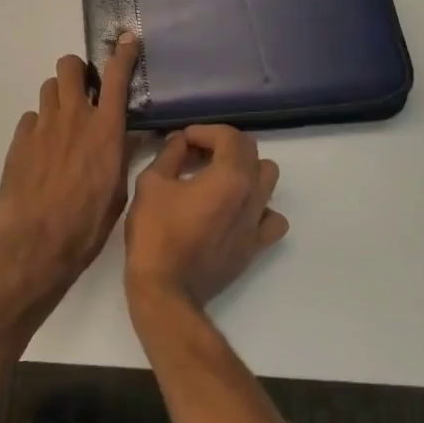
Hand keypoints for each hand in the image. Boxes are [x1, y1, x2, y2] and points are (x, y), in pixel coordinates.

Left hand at [0, 34, 138, 301]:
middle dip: (77, 71)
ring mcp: (42, 127)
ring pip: (48, 88)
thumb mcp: (118, 189)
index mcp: (105, 128)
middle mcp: (73, 117)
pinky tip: (43, 151)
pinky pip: (30, 119)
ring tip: (63, 123)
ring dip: (58, 97)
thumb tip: (125, 137)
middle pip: (69, 66)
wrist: (38, 245)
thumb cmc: (88, 223)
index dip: (122, 53)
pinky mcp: (19, 142)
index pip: (116, 76)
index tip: (125, 39)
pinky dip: (39, 127)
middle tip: (83, 90)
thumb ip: (119, 154)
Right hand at [124, 125, 287, 309]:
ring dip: (246, 170)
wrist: (165, 290)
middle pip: (251, 151)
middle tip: (195, 154)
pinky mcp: (255, 246)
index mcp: (230, 176)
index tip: (183, 140)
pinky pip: (272, 218)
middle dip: (223, 145)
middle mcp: (252, 194)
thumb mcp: (151, 183)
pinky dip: (260, 208)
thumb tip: (181, 141)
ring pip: (268, 179)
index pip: (229, 136)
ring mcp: (257, 222)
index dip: (204, 131)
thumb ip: (170, 154)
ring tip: (218, 178)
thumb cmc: (156, 233)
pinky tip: (237, 211)